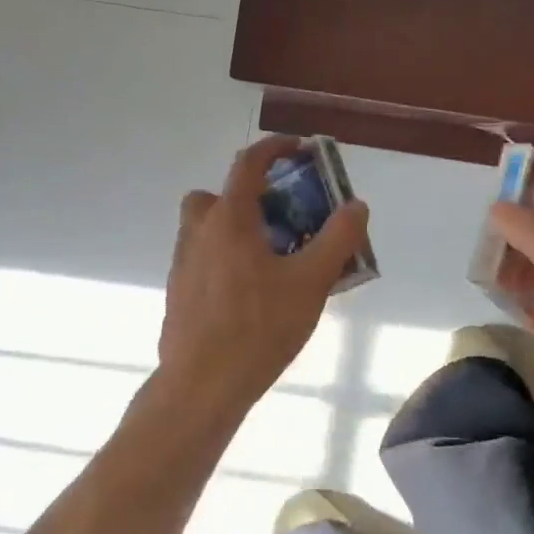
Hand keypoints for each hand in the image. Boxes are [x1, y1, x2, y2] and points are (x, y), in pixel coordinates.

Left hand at [159, 136, 369, 412]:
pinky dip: (225, 261)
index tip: (299, 150)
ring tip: (272, 262)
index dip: (275, 148)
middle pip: (218, 196)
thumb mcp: (312, 281)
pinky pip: (203, 261)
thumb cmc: (260, 327)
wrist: (203, 384)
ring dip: (235, 230)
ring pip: (207, 230)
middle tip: (281, 220)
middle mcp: (198, 233)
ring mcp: (182, 265)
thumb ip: (338, 238)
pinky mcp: (178, 294)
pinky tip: (251, 296)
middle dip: (248, 197)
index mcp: (229, 219)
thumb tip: (356, 205)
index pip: (248, 163)